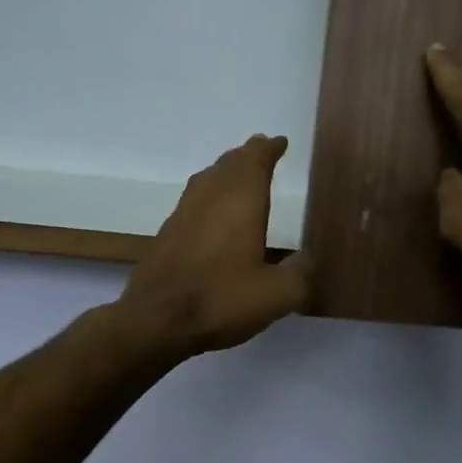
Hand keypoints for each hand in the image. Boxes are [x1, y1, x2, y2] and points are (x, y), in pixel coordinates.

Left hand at [120, 135, 313, 355]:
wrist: (156, 320)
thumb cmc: (222, 299)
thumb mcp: (277, 294)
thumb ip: (299, 274)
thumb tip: (305, 260)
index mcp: (241, 201)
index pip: (256, 160)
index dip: (269, 149)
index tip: (280, 142)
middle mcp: (210, 197)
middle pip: (229, 163)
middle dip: (247, 155)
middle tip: (261, 151)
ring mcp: (183, 213)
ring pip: (207, 179)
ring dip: (225, 171)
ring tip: (237, 174)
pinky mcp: (167, 234)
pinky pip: (193, 200)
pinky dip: (208, 194)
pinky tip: (211, 212)